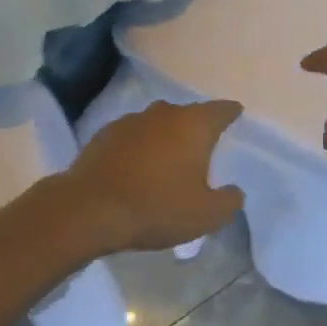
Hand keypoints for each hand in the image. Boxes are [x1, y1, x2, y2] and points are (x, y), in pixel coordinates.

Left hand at [56, 100, 244, 254]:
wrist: (90, 208)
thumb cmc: (156, 208)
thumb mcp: (205, 216)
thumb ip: (229, 201)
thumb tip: (235, 191)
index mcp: (193, 125)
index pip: (220, 110)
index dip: (230, 112)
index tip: (236, 113)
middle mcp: (164, 113)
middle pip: (188, 114)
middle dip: (197, 127)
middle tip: (203, 147)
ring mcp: (132, 120)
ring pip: (158, 123)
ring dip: (166, 136)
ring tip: (168, 159)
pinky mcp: (106, 133)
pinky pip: (133, 135)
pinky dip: (140, 146)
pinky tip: (137, 166)